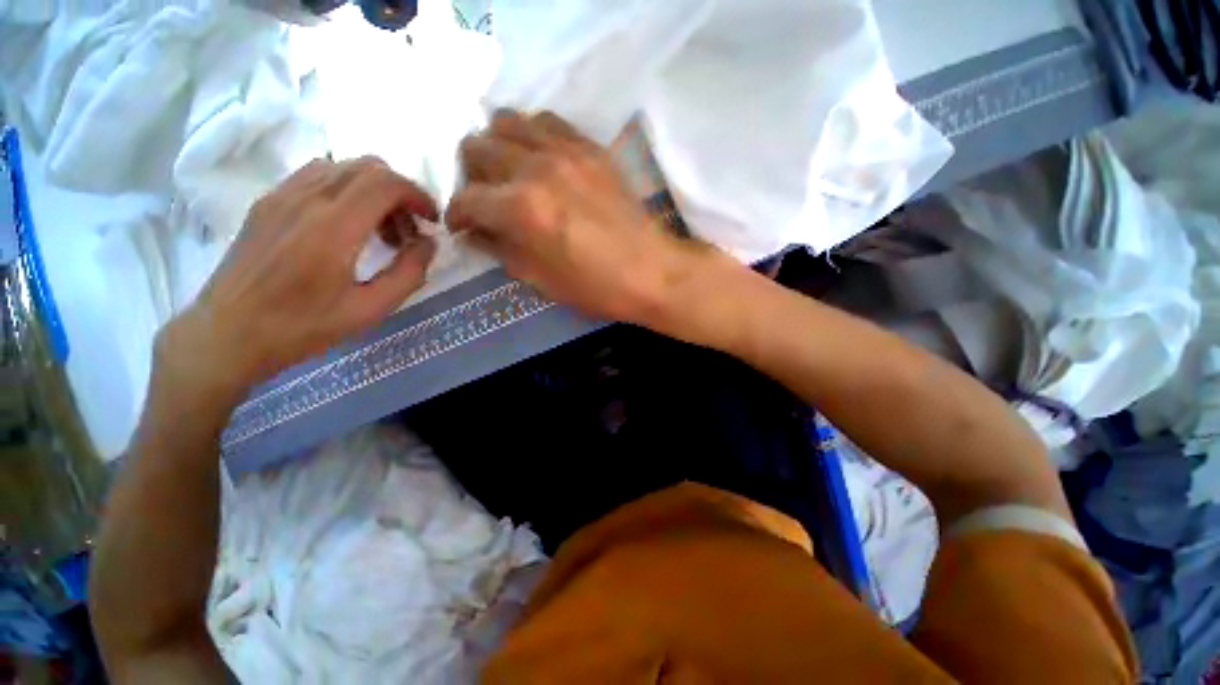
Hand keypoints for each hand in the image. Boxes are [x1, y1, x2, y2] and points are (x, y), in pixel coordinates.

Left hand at [159, 157, 438, 397]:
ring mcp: (282, 195)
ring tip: (379, 230)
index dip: (418, 196)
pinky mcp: (268, 202)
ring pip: (343, 167)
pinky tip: (347, 226)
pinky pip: (317, 176)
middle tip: (409, 230)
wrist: (228, 332)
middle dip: (400, 192)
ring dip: (373, 190)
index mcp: (334, 227)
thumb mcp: (371, 308)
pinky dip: (346, 190)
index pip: (387, 182)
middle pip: (368, 166)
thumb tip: (429, 243)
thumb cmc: (303, 326)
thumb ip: (409, 272)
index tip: (431, 221)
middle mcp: (306, 198)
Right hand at [447, 110, 721, 325]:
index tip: (463, 226)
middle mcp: (536, 167)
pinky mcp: (590, 147)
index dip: (457, 215)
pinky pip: (547, 121)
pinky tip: (540, 157)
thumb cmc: (596, 287)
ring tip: (509, 172)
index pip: (466, 199)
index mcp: (521, 208)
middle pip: (477, 147)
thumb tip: (476, 232)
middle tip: (486, 199)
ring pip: (507, 122)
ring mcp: (566, 150)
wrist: (652, 271)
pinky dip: (532, 135)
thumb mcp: (541, 281)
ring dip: (497, 147)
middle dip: (471, 176)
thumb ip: (501, 250)